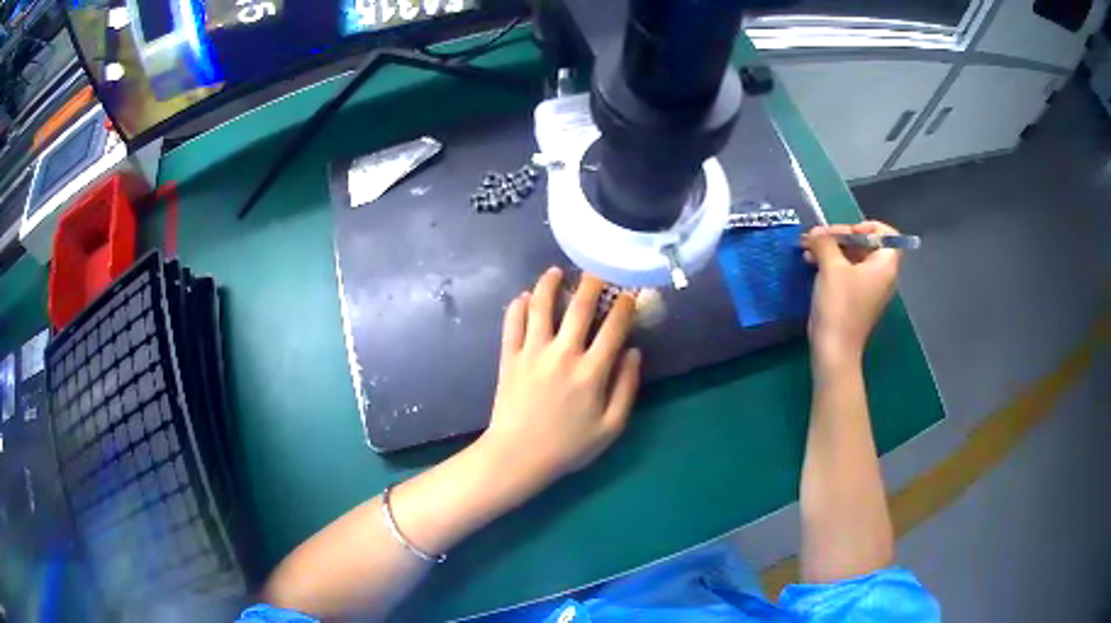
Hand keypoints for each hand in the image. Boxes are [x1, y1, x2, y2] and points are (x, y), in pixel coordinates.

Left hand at [478, 267, 641, 490]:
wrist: (518, 456)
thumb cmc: (568, 446)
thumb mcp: (611, 427)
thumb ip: (626, 388)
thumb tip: (634, 352)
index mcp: (592, 371)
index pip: (613, 328)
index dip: (624, 306)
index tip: (629, 293)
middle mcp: (563, 354)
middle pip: (580, 307)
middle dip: (592, 282)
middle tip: (597, 268)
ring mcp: (532, 353)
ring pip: (541, 307)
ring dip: (550, 284)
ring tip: (555, 271)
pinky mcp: (509, 357)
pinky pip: (512, 324)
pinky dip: (518, 306)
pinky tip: (524, 296)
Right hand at [802, 221, 901, 367]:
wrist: (834, 350)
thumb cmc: (840, 306)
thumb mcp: (831, 267)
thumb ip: (824, 242)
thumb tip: (816, 232)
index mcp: (885, 265)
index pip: (886, 234)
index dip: (866, 226)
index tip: (845, 232)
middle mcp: (881, 274)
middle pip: (866, 243)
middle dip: (840, 236)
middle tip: (816, 236)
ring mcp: (868, 288)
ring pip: (853, 257)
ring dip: (831, 249)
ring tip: (807, 248)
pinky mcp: (855, 299)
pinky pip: (847, 272)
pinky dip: (831, 264)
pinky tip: (811, 262)